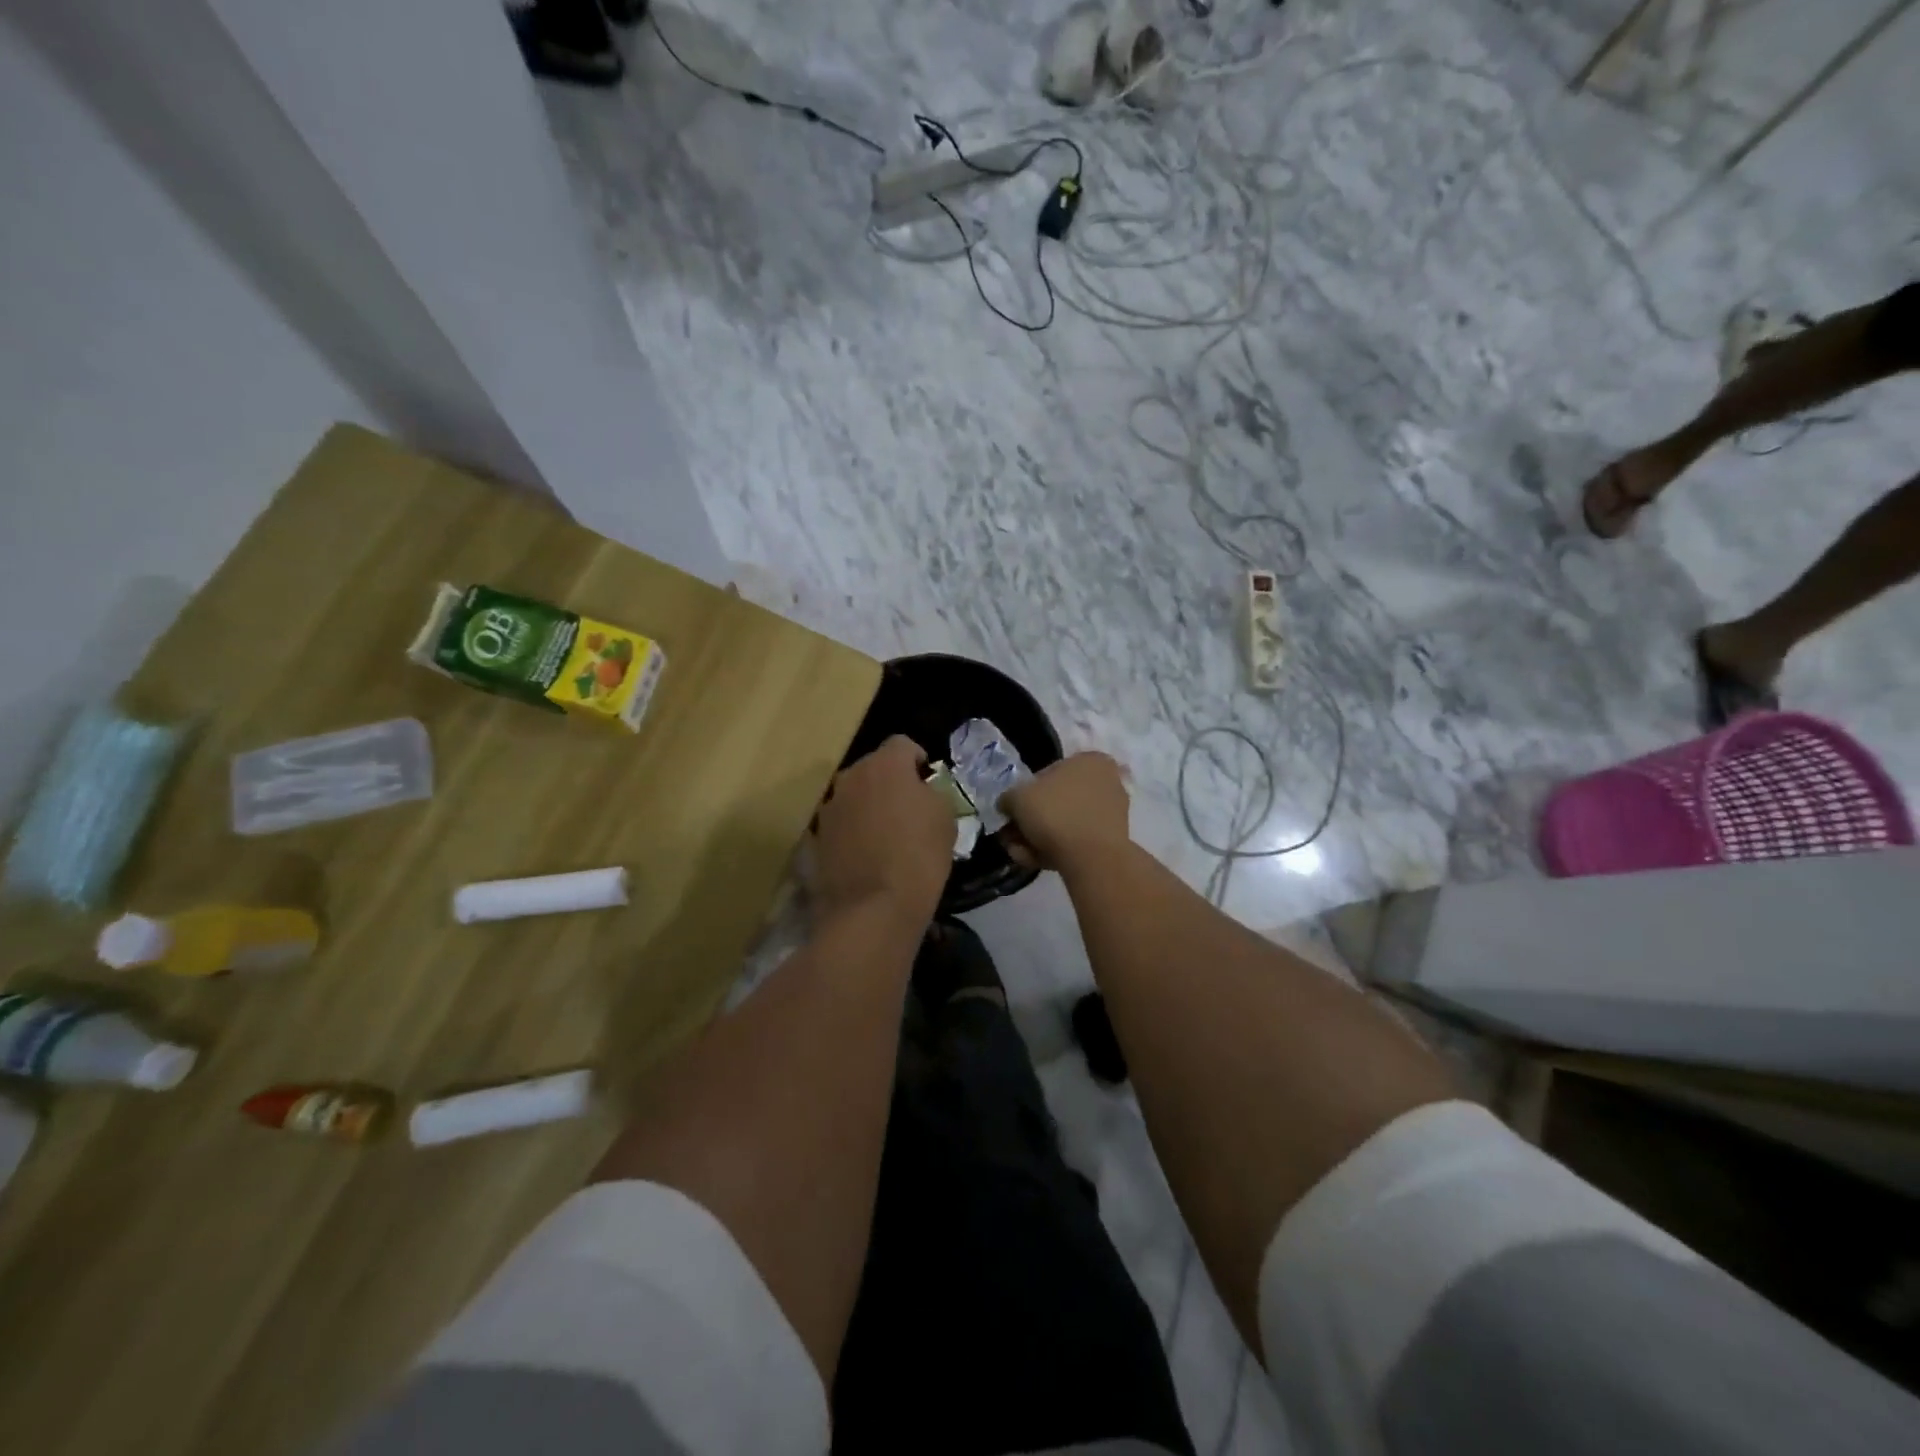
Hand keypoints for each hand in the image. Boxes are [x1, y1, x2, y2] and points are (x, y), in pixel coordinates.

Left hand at [813, 736, 952, 926]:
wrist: (873, 910)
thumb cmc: (918, 857)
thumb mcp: (945, 818)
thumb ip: (933, 793)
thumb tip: (922, 791)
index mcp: (884, 766)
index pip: (902, 744)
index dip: (918, 760)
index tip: (928, 783)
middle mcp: (850, 778)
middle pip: (874, 768)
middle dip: (891, 782)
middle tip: (909, 809)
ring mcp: (829, 808)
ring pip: (854, 796)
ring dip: (869, 806)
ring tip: (887, 835)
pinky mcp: (816, 838)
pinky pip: (841, 824)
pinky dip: (853, 831)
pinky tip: (867, 855)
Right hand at [1001, 752, 1130, 872]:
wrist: (1092, 858)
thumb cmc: (1055, 813)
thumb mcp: (1018, 797)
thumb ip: (1008, 798)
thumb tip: (1007, 805)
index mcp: (1090, 760)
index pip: (1047, 774)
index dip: (1024, 795)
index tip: (1012, 813)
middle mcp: (1106, 782)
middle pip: (1056, 802)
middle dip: (1030, 822)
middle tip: (1011, 837)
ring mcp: (1112, 812)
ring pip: (1065, 824)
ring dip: (1038, 838)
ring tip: (1020, 853)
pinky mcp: (1112, 840)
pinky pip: (1077, 841)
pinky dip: (1056, 850)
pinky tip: (1036, 861)